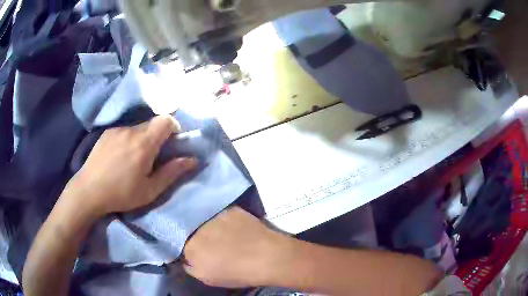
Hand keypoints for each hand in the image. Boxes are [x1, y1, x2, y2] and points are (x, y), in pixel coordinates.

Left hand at [62, 115, 196, 217]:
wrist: (88, 190)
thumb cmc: (121, 194)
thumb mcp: (150, 190)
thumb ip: (172, 172)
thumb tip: (192, 160)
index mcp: (144, 143)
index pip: (166, 120)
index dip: (173, 126)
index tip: (172, 142)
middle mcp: (131, 130)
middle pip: (152, 123)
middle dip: (158, 136)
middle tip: (153, 156)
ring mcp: (117, 129)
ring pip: (137, 127)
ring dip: (142, 138)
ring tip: (133, 159)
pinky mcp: (107, 132)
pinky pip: (124, 131)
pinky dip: (129, 139)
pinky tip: (119, 157)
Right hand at [183, 207, 288, 287]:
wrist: (268, 257)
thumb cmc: (238, 273)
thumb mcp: (208, 278)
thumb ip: (191, 267)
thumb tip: (187, 259)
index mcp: (190, 247)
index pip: (183, 245)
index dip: (193, 249)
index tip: (202, 252)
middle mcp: (198, 229)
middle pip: (193, 231)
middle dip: (201, 237)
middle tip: (215, 243)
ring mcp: (215, 217)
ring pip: (207, 222)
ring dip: (212, 227)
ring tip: (227, 235)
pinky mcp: (230, 209)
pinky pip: (223, 215)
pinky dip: (227, 221)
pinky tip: (237, 227)